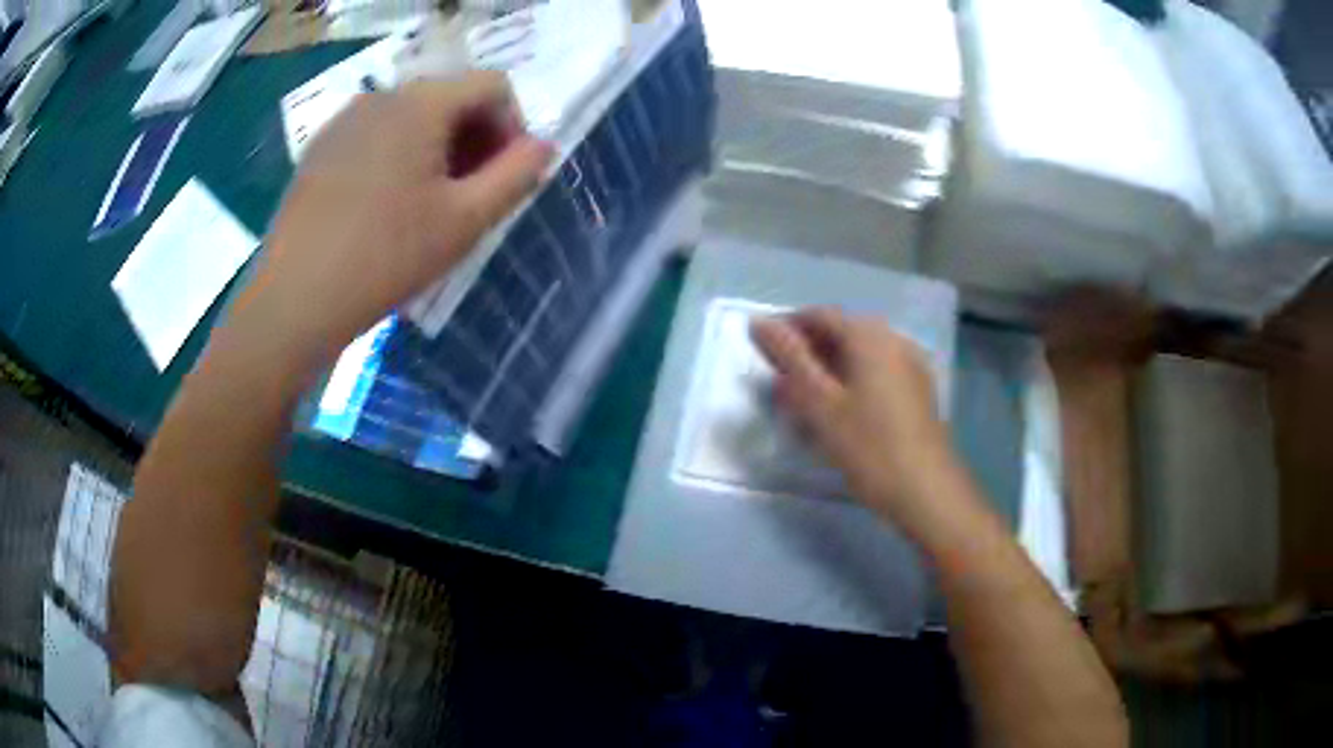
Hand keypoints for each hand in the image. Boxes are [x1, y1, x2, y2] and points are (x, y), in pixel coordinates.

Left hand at [242, 73, 553, 359]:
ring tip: (429, 204)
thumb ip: (517, 175)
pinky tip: (386, 205)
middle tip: (472, 195)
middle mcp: (383, 95)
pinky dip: (398, 156)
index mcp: (422, 102)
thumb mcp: (465, 220)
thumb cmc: (386, 257)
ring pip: (412, 116)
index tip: (506, 177)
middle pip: (450, 97)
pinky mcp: (320, 148)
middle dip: (475, 138)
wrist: (294, 300)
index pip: (492, 86)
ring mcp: (345, 120)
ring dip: (438, 149)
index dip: (513, 127)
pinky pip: (376, 135)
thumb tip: (543, 146)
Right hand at [751, 308, 970, 538]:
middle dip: (807, 350)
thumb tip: (760, 322)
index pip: (818, 315)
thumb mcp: (820, 403)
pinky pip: (877, 372)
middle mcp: (893, 339)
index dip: (785, 328)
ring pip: (859, 355)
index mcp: (869, 335)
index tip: (759, 354)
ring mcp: (911, 364)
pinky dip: (851, 381)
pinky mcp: (918, 390)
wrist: (927, 491)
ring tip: (803, 400)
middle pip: (842, 332)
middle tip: (778, 382)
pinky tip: (840, 410)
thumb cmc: (869, 448)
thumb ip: (790, 358)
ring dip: (828, 368)